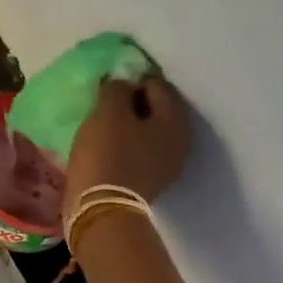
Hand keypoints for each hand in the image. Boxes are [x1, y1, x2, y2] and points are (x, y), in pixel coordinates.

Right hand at [65, 74, 193, 210]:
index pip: (158, 84)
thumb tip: (122, 81)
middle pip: (159, 108)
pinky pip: (143, 148)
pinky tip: (108, 141)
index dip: (134, 77)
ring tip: (105, 119)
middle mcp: (181, 140)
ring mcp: (169, 163)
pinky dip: (129, 140)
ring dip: (131, 121)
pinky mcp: (152, 179)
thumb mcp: (108, 112)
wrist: (101, 206)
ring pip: (151, 129)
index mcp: (175, 120)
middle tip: (107, 98)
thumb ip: (117, 88)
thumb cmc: (107, 152)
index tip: (110, 80)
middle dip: (135, 99)